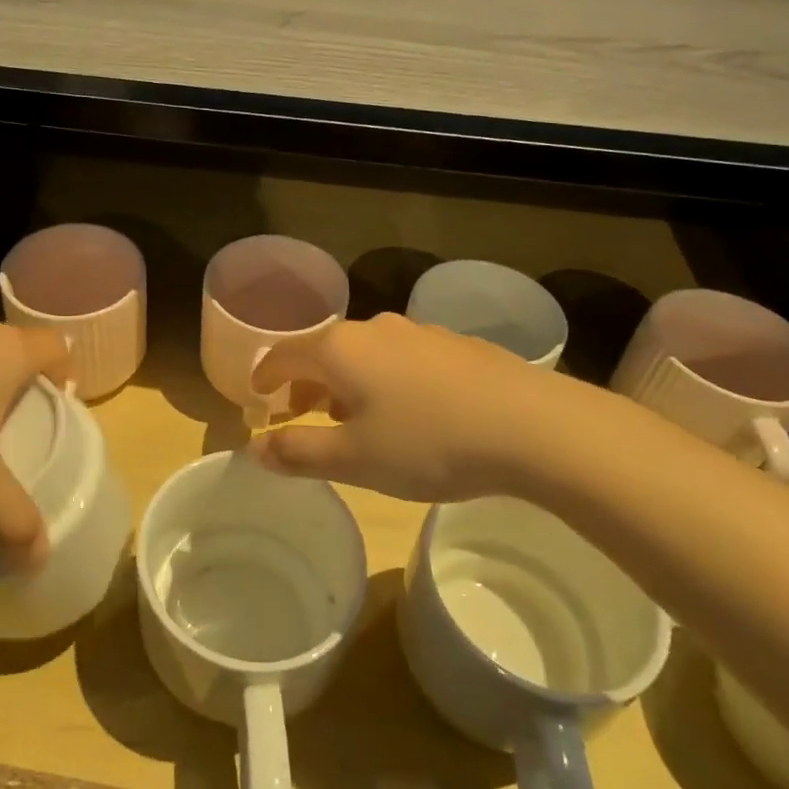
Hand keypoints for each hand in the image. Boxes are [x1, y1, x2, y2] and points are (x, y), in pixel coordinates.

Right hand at [249, 313, 625, 502]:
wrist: (532, 426)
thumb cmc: (428, 443)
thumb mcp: (355, 460)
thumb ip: (299, 452)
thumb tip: (256, 449)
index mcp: (339, 349)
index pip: (283, 355)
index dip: (265, 378)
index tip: (258, 398)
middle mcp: (374, 328)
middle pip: (324, 350)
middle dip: (307, 383)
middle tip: (302, 416)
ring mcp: (418, 332)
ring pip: (365, 353)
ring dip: (348, 382)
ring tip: (356, 419)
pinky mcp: (455, 344)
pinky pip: (403, 358)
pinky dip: (387, 379)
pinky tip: (411, 412)